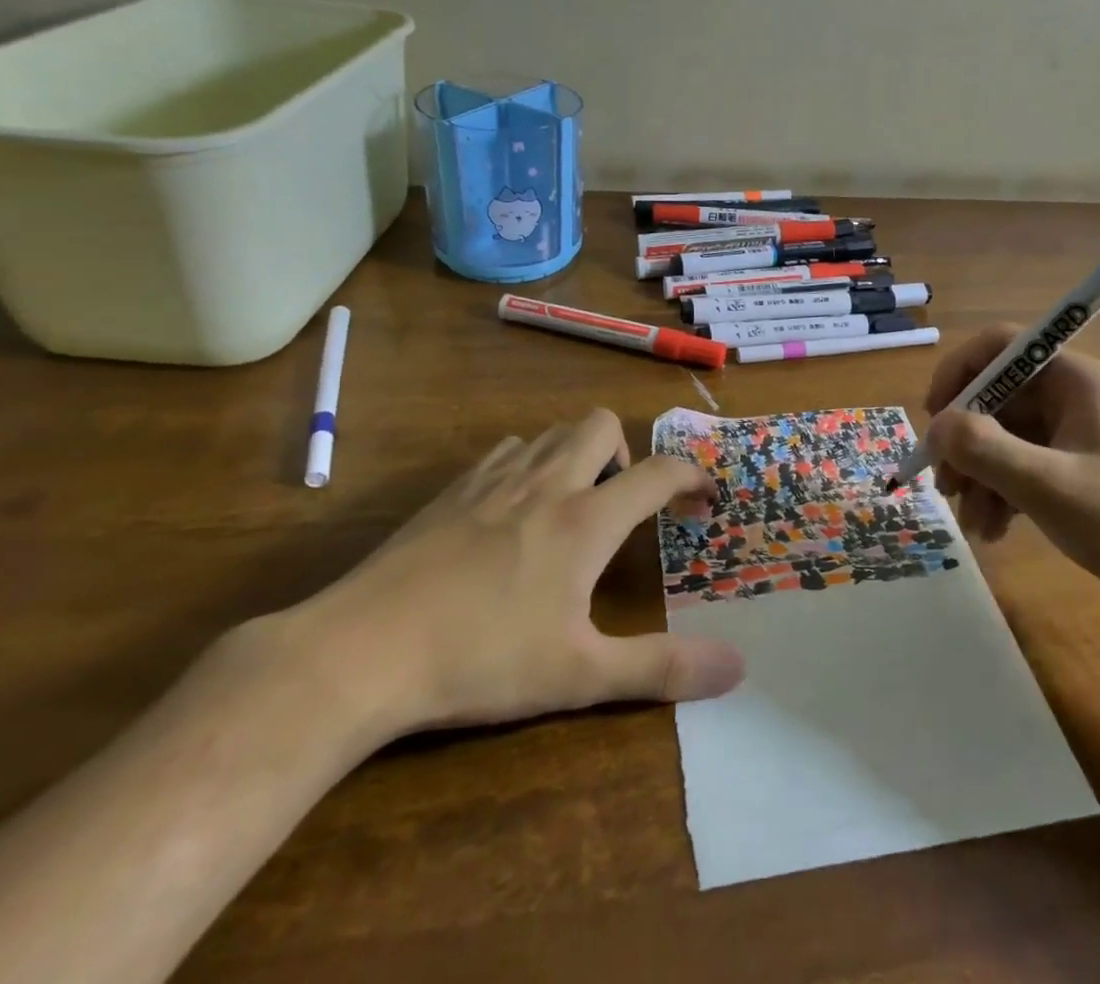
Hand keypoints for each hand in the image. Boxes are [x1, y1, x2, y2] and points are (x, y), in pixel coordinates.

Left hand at [272, 410, 744, 745]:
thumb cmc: (480, 661)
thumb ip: (662, 667)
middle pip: (601, 424)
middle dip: (627, 451)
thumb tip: (738, 667)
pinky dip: (529, 463)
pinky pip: (507, 451)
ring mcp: (494, 480)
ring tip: (573, 506)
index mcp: (584, 520)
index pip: (658, 472)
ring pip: (552, 431)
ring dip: (578, 453)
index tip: (705, 497)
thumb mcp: (579, 676)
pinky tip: (514, 511)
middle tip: (622, 505)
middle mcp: (545, 483)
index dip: (692, 475)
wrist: (361, 651)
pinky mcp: (452, 491)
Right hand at [924, 325, 1099, 624]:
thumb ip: (982, 449)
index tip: (933, 418)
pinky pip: (1033, 467)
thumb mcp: (1047, 486)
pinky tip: (997, 532)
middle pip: (1002, 399)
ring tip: (973, 525)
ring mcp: (1087, 436)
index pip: (1001, 346)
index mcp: (1077, 380)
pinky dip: (1009, 493)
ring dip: (984, 476)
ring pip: (1013, 438)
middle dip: (967, 442)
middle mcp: (1080, 397)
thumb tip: (937, 426)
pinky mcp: (1092, 473)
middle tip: (944, 487)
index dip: (959, 373)